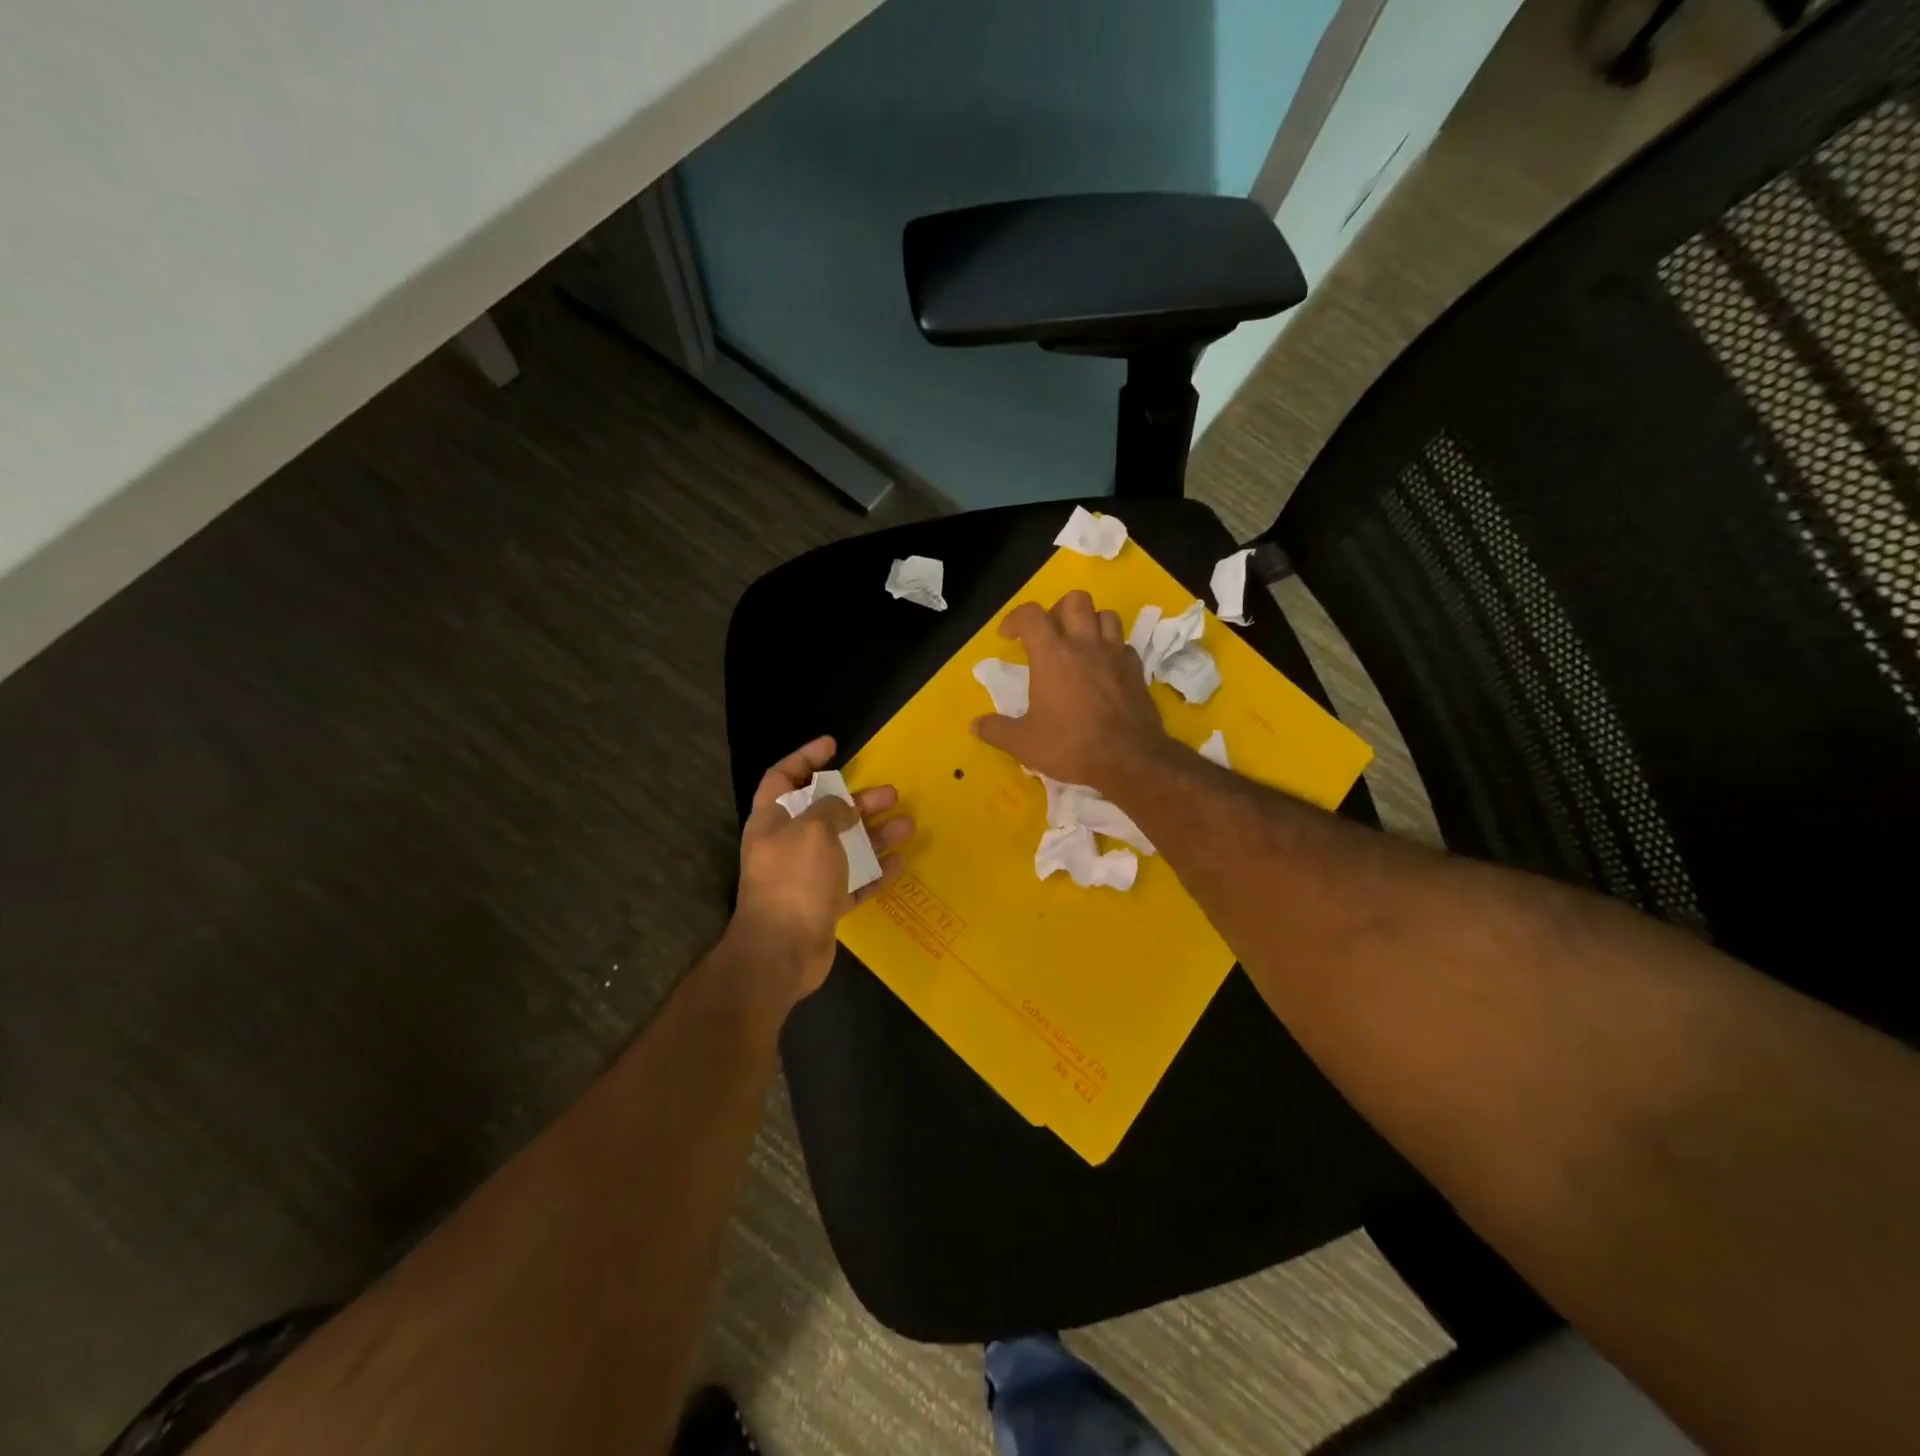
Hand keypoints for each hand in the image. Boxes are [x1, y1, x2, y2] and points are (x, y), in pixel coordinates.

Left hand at [728, 736, 911, 1005]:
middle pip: (825, 813)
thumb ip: (830, 810)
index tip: (833, 745)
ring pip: (845, 847)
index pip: (782, 777)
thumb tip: (842, 807)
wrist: (781, 951)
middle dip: (858, 800)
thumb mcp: (813, 831)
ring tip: (907, 825)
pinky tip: (899, 863)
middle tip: (890, 792)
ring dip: (875, 835)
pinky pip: (854, 882)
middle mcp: (787, 846)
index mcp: (772, 821)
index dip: (805, 757)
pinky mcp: (824, 905)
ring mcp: (806, 877)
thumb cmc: (794, 880)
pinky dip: (875, 872)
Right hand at [972, 591, 1172, 795]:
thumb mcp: (1024, 744)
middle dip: (1057, 609)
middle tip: (1048, 634)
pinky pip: (1123, 644)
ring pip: (1105, 614)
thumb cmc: (1072, 746)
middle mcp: (1085, 645)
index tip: (1007, 636)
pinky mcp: (1136, 670)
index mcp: (1052, 656)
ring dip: (1089, 622)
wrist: (1130, 759)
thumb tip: (975, 725)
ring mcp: (1115, 655)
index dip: (1015, 618)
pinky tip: (1103, 667)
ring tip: (1078, 644)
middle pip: (1075, 600)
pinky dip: (1111, 648)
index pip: (1031, 615)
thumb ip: (997, 731)